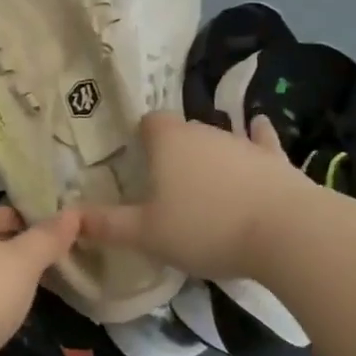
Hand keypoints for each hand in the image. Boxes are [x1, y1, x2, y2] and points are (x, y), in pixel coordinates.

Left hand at [0, 203, 82, 355]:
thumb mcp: (21, 262)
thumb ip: (47, 238)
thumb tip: (73, 211)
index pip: (8, 210)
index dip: (36, 218)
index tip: (69, 234)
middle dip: (26, 252)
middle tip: (66, 264)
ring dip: (11, 282)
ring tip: (48, 292)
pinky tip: (13, 320)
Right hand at [80, 111, 306, 280]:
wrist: (288, 234)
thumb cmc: (206, 228)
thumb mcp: (146, 234)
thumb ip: (106, 225)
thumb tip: (67, 217)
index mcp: (169, 142)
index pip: (149, 121)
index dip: (140, 137)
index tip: (136, 160)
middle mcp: (205, 132)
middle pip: (182, 131)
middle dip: (172, 150)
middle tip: (164, 182)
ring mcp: (243, 143)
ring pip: (218, 138)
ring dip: (209, 154)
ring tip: (203, 183)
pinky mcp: (276, 160)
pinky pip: (261, 140)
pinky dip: (256, 139)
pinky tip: (258, 132)